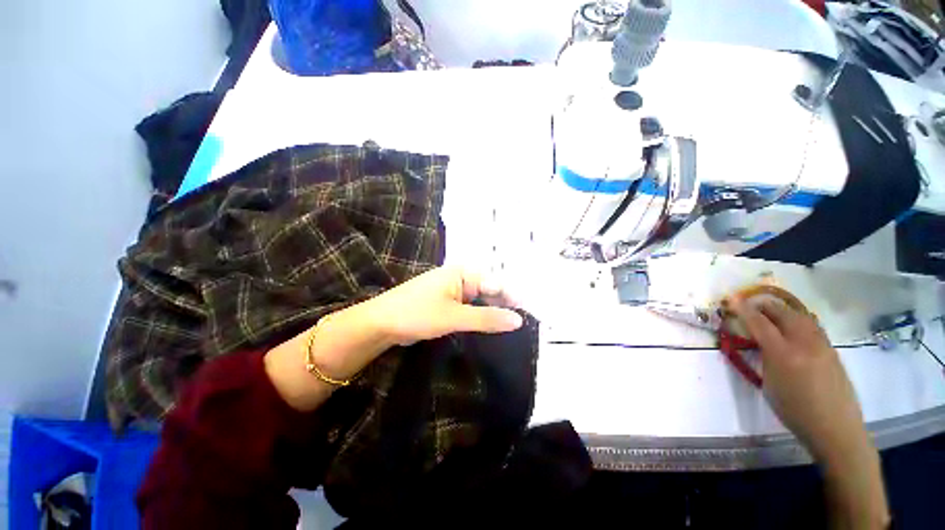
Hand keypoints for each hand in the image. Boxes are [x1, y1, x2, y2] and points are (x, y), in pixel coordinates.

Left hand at [365, 266, 523, 345]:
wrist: (381, 323)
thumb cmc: (417, 313)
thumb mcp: (454, 317)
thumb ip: (486, 318)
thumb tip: (518, 320)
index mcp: (463, 273)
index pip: (496, 284)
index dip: (513, 299)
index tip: (530, 316)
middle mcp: (461, 278)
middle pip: (490, 291)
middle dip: (505, 306)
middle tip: (523, 326)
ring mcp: (454, 291)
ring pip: (481, 301)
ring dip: (493, 313)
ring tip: (512, 329)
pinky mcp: (448, 304)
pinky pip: (470, 309)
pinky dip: (480, 317)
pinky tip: (491, 328)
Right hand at [730, 298, 868, 462]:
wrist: (834, 428)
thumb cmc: (794, 411)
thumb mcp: (769, 385)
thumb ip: (764, 358)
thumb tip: (759, 343)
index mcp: (783, 354)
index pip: (759, 323)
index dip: (743, 309)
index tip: (732, 299)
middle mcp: (804, 343)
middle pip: (782, 313)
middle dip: (764, 306)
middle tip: (750, 307)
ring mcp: (822, 344)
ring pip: (800, 316)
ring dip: (782, 311)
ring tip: (770, 314)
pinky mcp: (832, 349)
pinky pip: (811, 326)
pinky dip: (797, 320)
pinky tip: (792, 328)